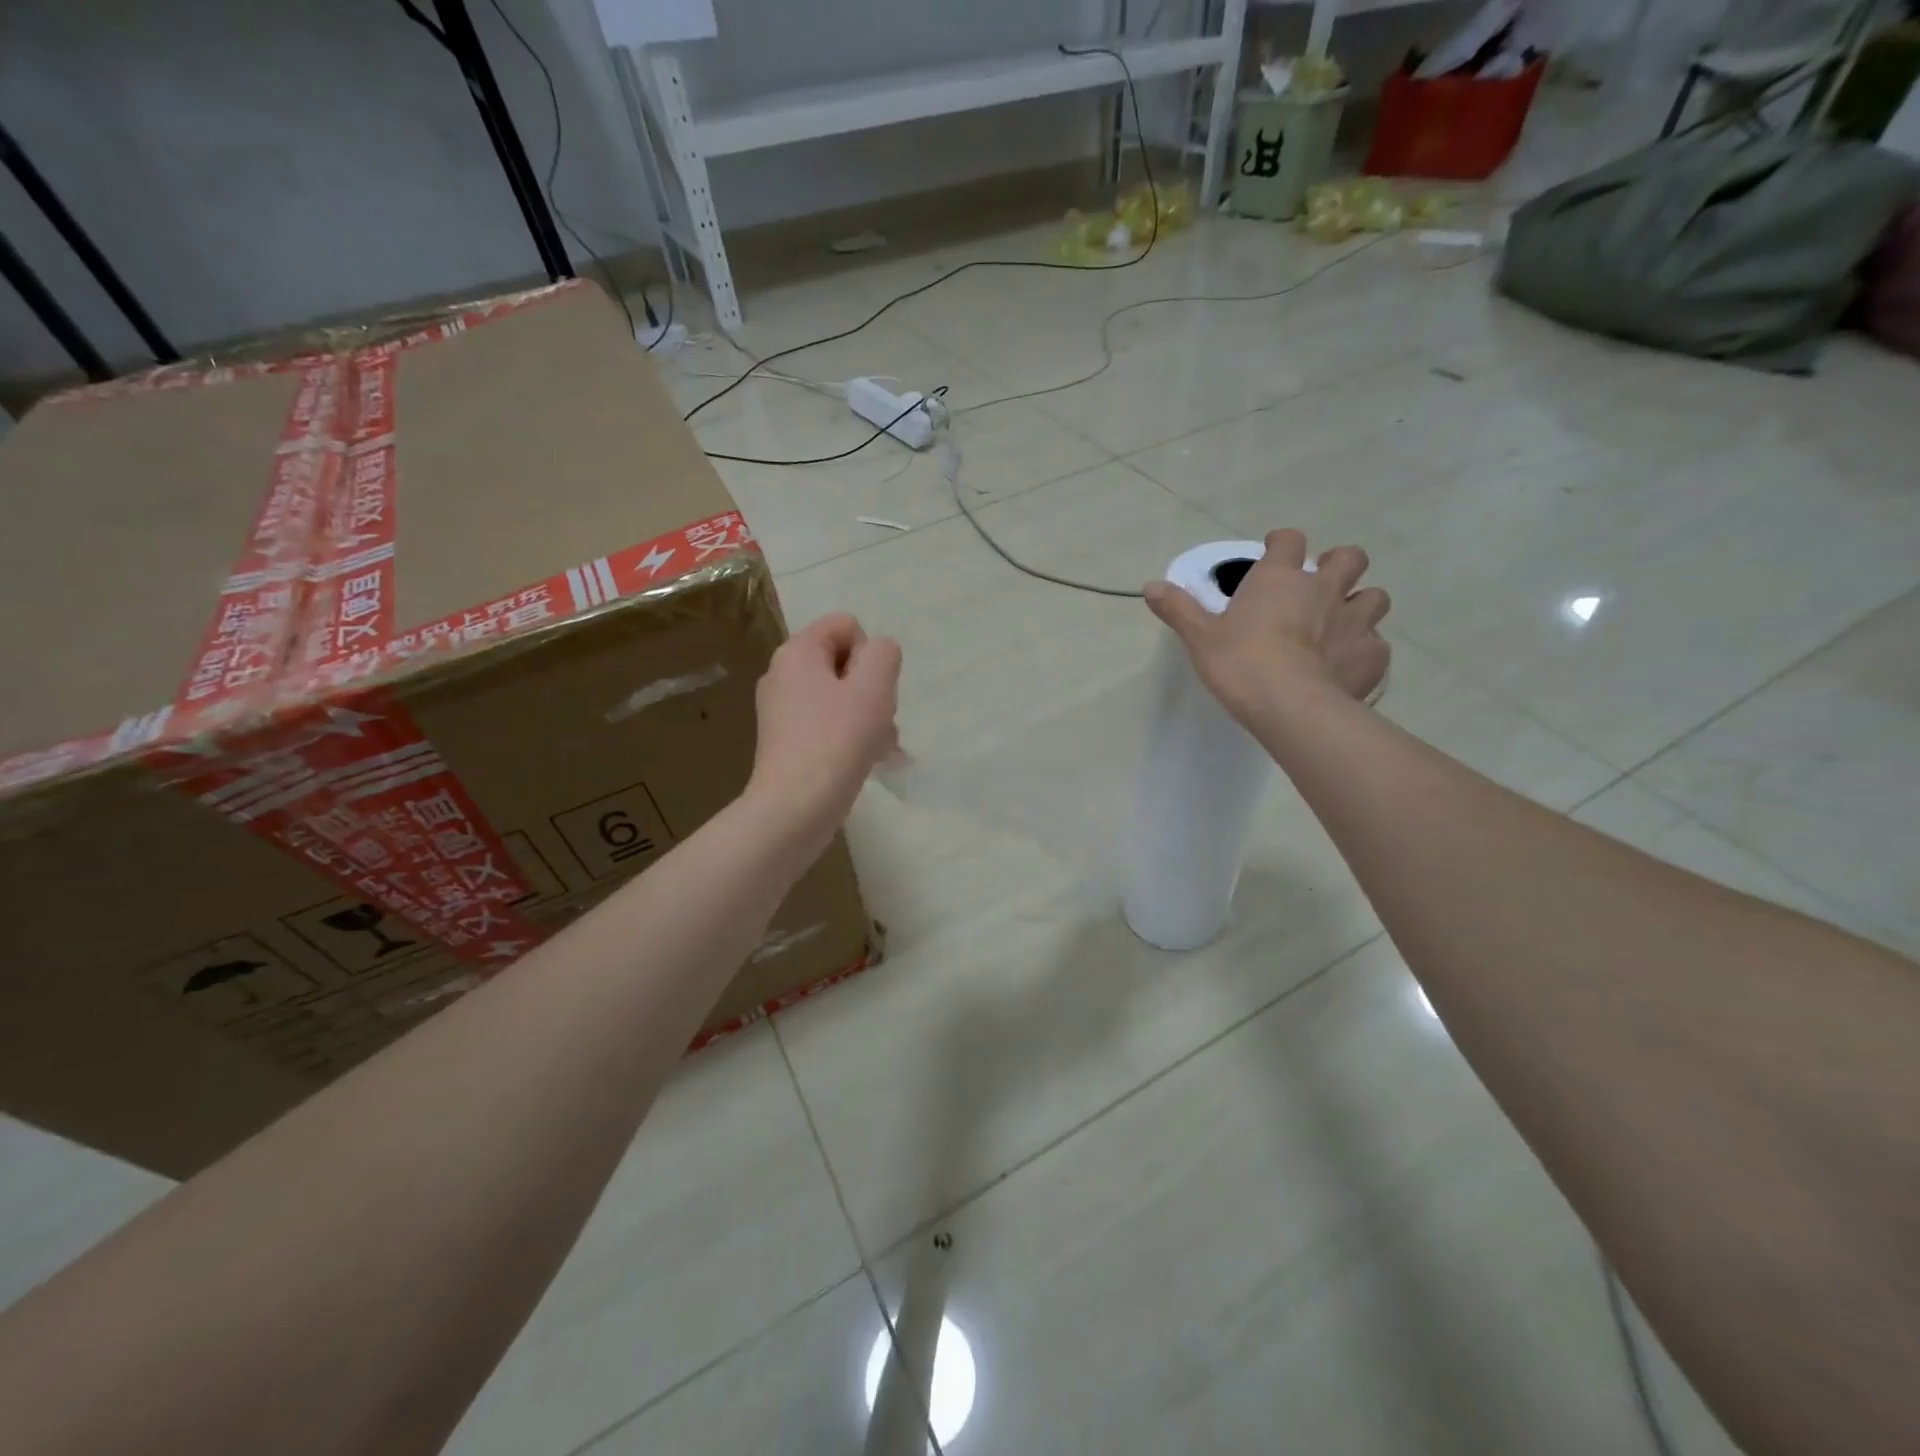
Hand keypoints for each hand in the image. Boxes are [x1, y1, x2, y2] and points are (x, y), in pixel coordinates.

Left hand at [747, 613, 901, 850]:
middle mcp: (782, 675)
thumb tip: (877, 654)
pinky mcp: (786, 742)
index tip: (871, 690)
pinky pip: (828, 725)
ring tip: (880, 749)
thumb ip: (883, 654)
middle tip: (880, 722)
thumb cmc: (837, 741)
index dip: (869, 654)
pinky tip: (868, 763)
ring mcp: (781, 711)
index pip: (846, 625)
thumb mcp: (874, 686)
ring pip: (841, 698)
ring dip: (869, 718)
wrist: (795, 808)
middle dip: (872, 690)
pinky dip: (851, 738)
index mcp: (797, 652)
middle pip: (845, 663)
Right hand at [1145, 528, 1389, 726]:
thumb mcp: (1200, 637)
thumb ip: (1178, 609)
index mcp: (1280, 578)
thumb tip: (1150, 586)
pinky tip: (1349, 666)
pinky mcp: (1373, 655)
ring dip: (1360, 604)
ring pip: (1374, 597)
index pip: (1289, 540)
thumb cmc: (1240, 663)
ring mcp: (1355, 621)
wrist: (1290, 705)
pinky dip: (1365, 650)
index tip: (1274, 552)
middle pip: (1349, 557)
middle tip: (1321, 584)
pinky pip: (1377, 645)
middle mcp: (1324, 589)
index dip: (1282, 543)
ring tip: (1342, 624)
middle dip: (1339, 564)